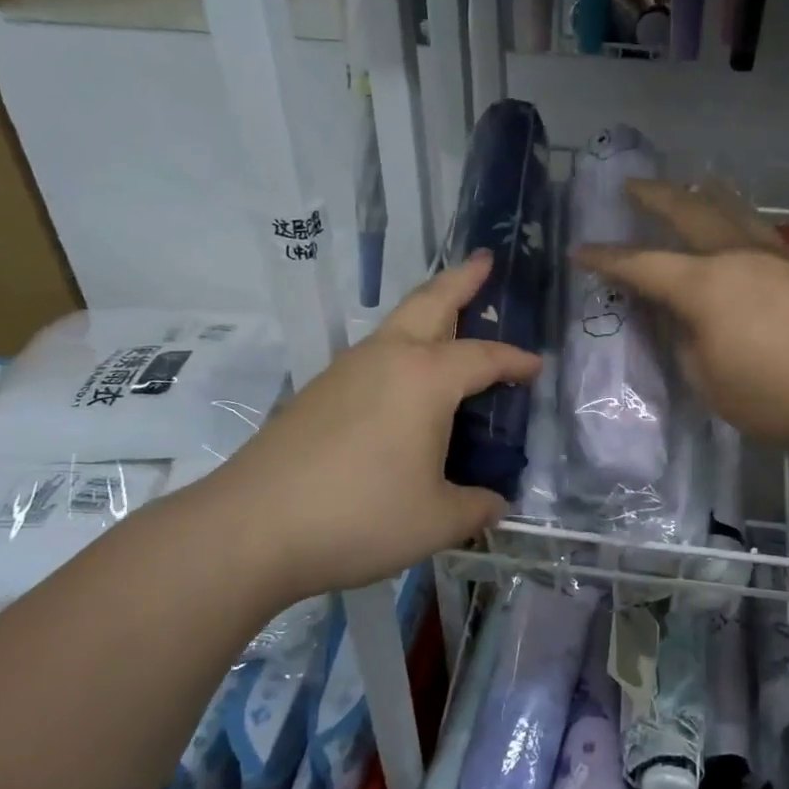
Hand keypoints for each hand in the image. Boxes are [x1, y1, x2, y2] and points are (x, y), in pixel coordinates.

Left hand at [204, 252, 541, 595]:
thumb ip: (476, 507)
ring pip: (396, 323)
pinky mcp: (318, 391)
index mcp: (425, 378)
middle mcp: (387, 358)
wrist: (251, 527)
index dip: (516, 361)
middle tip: (485, 261)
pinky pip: (374, 353)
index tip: (537, 366)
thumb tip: (495, 504)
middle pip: (431, 302)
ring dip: (428, 310)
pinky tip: (403, 381)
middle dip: (462, 279)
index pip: (484, 357)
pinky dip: (401, 346)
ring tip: (449, 318)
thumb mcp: (436, 521)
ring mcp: (346, 370)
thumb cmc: (359, 516)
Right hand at [573, 180, 788, 456]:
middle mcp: (736, 257)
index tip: (580, 251)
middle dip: (655, 196)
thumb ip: (687, 347)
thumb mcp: (712, 384)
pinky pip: (756, 226)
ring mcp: (773, 257)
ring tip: (689, 184)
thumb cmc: (780, 396)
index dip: (608, 259)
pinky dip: (736, 214)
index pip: (644, 266)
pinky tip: (737, 221)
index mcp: (706, 286)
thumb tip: (685, 324)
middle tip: (630, 184)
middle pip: (689, 211)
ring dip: (701, 193)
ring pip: (730, 209)